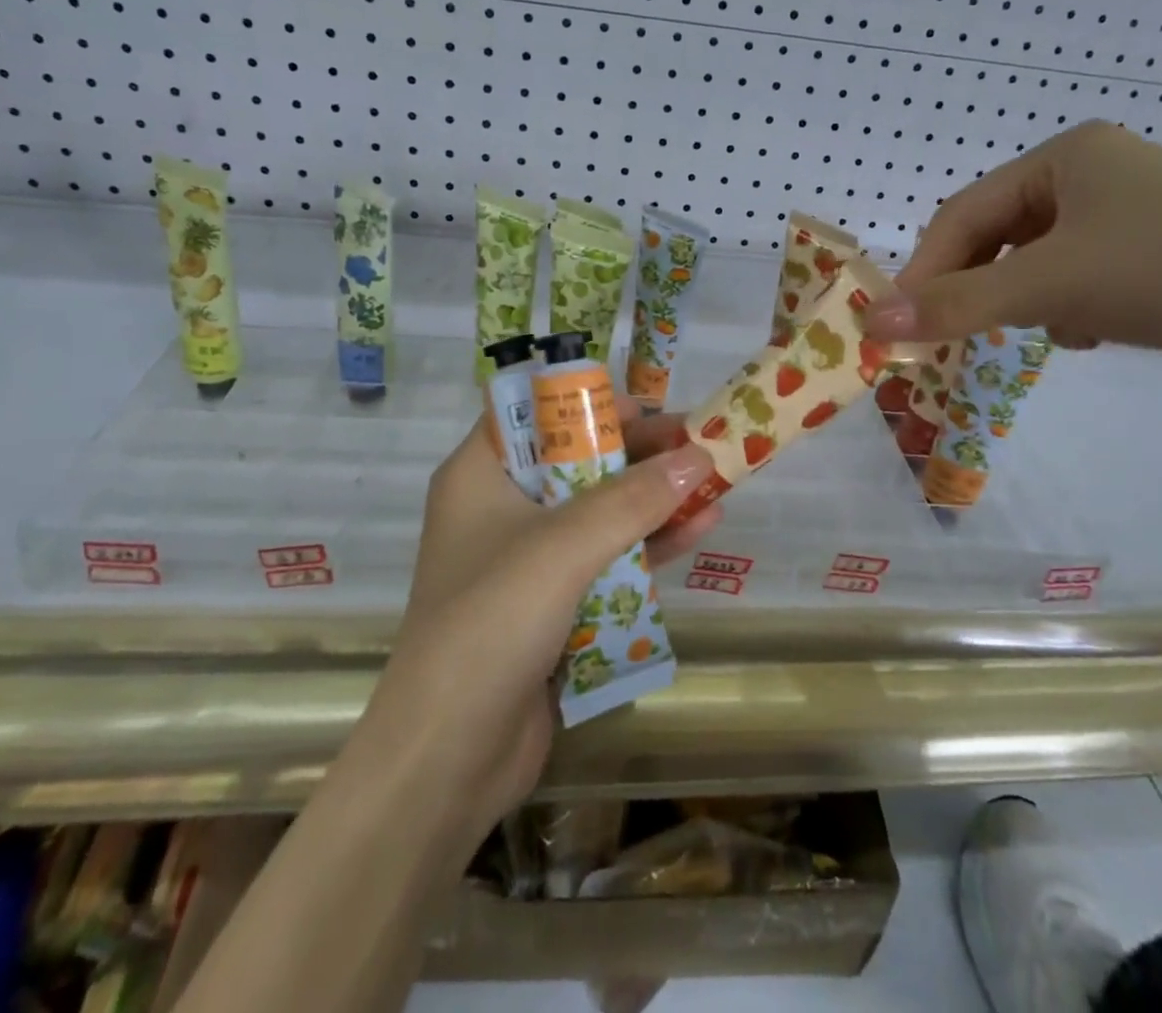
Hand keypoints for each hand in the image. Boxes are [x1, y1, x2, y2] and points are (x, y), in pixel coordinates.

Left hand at [355, 408, 720, 851]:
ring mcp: (528, 560)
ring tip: (714, 480)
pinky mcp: (553, 605)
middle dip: (637, 452)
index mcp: (481, 475)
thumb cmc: (491, 622)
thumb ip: (633, 499)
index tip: (647, 403)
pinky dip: (650, 545)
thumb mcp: (564, 547)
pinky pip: (607, 559)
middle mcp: (501, 508)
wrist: (448, 758)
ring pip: (599, 511)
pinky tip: (700, 530)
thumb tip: (698, 456)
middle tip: (696, 440)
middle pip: (577, 461)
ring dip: (653, 498)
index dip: (590, 402)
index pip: (534, 413)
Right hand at [864, 121, 1161, 423]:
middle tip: (944, 334)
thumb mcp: (1050, 279)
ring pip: (1038, 268)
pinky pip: (1083, 292)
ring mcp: (1134, 231)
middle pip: (999, 237)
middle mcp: (1098, 183)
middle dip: (970, 286)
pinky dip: (1067, 316)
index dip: (925, 266)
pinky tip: (1084, 338)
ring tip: (1021, 332)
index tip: (897, 322)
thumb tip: (872, 323)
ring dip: (1018, 303)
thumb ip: (957, 303)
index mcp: (1068, 157)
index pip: (965, 212)